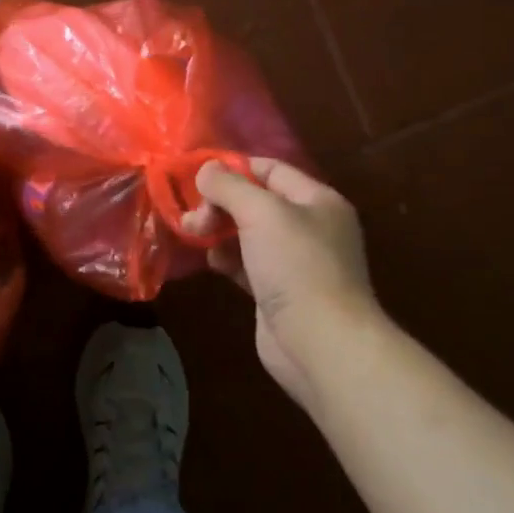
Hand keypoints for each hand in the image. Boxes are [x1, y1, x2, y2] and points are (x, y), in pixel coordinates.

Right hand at [183, 158, 384, 409]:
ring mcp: (294, 261)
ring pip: (247, 233)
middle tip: (192, 218)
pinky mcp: (278, 291)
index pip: (270, 169)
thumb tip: (206, 169)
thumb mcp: (262, 212)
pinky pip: (246, 262)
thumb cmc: (297, 266)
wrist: (321, 344)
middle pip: (255, 201)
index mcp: (317, 200)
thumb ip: (229, 185)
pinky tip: (212, 262)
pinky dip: (226, 258)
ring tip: (193, 235)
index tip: (198, 178)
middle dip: (220, 204)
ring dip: (218, 230)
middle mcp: (309, 226)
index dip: (234, 168)